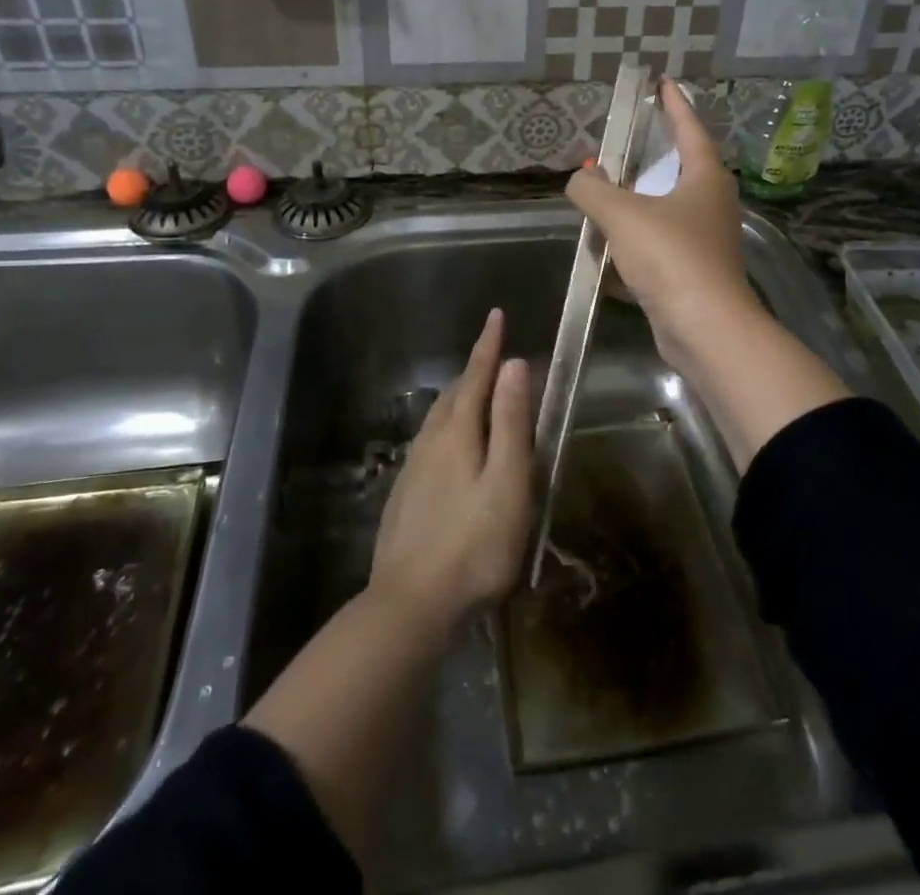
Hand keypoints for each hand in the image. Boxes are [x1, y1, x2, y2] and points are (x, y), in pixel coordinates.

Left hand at [369, 309, 532, 627]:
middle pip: (455, 394)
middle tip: (496, 356)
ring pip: (439, 418)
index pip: (476, 376)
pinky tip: (452, 446)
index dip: (488, 346)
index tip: (496, 315)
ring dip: (461, 397)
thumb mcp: (506, 481)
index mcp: (457, 432)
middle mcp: (430, 441)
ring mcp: (413, 468)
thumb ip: (510, 421)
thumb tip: (514, 364)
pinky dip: (449, 426)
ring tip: (477, 393)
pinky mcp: (405, 494)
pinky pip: (431, 441)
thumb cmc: (473, 543)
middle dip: (476, 370)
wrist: (410, 604)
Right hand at [566, 79, 764, 376]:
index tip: (661, 82)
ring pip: (665, 210)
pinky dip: (634, 242)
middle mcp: (710, 204)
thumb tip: (580, 179)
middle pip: (678, 169)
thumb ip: (593, 191)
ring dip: (636, 202)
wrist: (705, 329)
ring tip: (603, 195)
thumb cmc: (671, 257)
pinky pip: (658, 246)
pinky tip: (606, 249)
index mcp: (705, 178)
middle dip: (647, 157)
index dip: (674, 103)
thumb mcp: (623, 215)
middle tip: (619, 144)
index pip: (689, 128)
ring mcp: (704, 240)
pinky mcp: (693, 273)